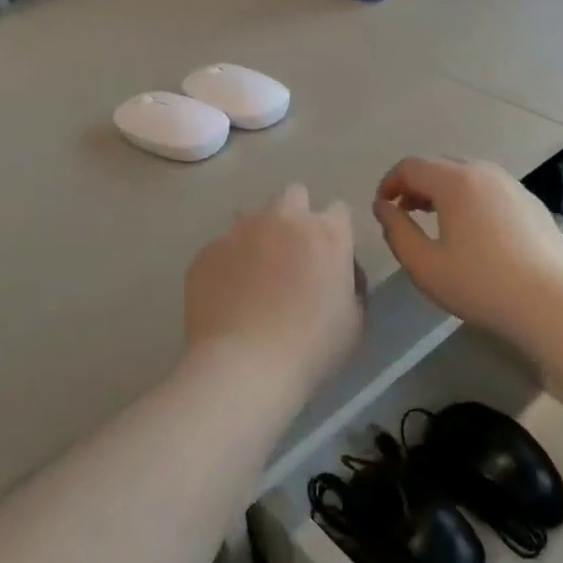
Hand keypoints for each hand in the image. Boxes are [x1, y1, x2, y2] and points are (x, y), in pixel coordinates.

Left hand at [185, 184, 363, 390]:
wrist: (244, 366)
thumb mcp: (354, 321)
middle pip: (294, 196)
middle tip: (292, 256)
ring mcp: (240, 230)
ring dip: (258, 235)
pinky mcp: (208, 250)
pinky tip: (227, 295)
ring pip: (252, 216)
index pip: (338, 211)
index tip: (330, 258)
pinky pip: (222, 246)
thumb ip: (350, 284)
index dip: (335, 232)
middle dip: (296, 217)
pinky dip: (227, 263)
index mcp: (326, 233)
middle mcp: (283, 219)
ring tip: (254, 275)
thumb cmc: (311, 348)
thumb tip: (337, 273)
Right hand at [373, 158, 562, 340]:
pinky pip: (492, 190)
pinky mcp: (532, 203)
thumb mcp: (424, 264)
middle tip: (406, 213)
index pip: (411, 166)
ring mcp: (513, 185)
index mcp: (455, 181)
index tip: (383, 208)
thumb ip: (397, 231)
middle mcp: (485, 172)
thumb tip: (384, 207)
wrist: (551, 303)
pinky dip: (472, 199)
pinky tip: (476, 233)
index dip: (390, 183)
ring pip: (468, 175)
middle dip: (417, 184)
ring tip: (438, 221)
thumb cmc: (480, 284)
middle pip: (440, 165)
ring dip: (445, 190)